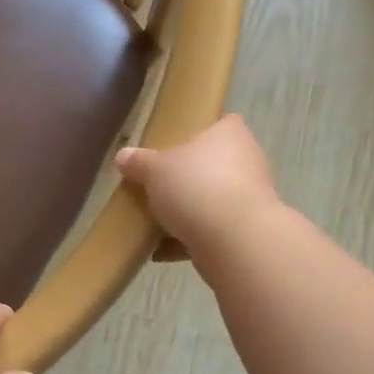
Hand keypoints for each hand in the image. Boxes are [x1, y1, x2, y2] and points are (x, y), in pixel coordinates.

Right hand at [116, 115, 279, 260]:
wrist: (235, 241)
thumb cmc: (196, 187)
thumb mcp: (154, 170)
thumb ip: (138, 162)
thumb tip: (122, 156)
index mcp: (230, 135)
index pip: (222, 123)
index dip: (202, 131)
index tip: (177, 145)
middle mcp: (248, 161)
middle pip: (215, 164)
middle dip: (189, 176)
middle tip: (159, 184)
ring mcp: (251, 198)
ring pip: (214, 199)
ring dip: (190, 211)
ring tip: (155, 221)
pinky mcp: (247, 231)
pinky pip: (212, 230)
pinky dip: (190, 239)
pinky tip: (161, 250)